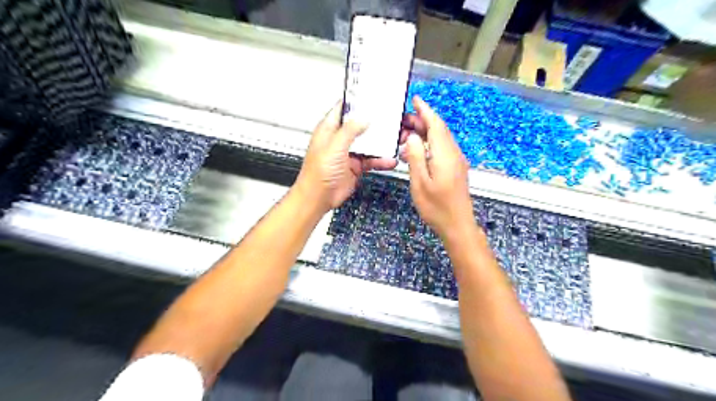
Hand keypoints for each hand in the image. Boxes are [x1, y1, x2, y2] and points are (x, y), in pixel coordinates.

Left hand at [294, 100, 399, 212]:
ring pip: (368, 143)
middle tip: (389, 118)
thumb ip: (349, 130)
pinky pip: (371, 160)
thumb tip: (363, 118)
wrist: (319, 197)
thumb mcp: (334, 146)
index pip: (343, 109)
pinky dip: (381, 160)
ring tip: (394, 139)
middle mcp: (339, 140)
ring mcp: (349, 153)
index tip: (371, 97)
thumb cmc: (318, 173)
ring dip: (380, 143)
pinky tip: (389, 160)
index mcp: (329, 130)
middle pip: (359, 126)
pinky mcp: (356, 166)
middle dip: (373, 123)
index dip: (356, 102)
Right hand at [402, 97, 473, 239]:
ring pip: (441, 139)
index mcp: (445, 155)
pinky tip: (417, 152)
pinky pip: (442, 149)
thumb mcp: (419, 182)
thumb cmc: (436, 207)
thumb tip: (413, 136)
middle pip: (439, 130)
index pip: (436, 125)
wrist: (458, 224)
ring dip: (425, 133)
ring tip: (406, 135)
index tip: (415, 100)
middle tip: (402, 121)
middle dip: (422, 121)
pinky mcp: (456, 169)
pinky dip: (429, 144)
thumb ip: (416, 157)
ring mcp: (456, 161)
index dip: (426, 110)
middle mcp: (454, 154)